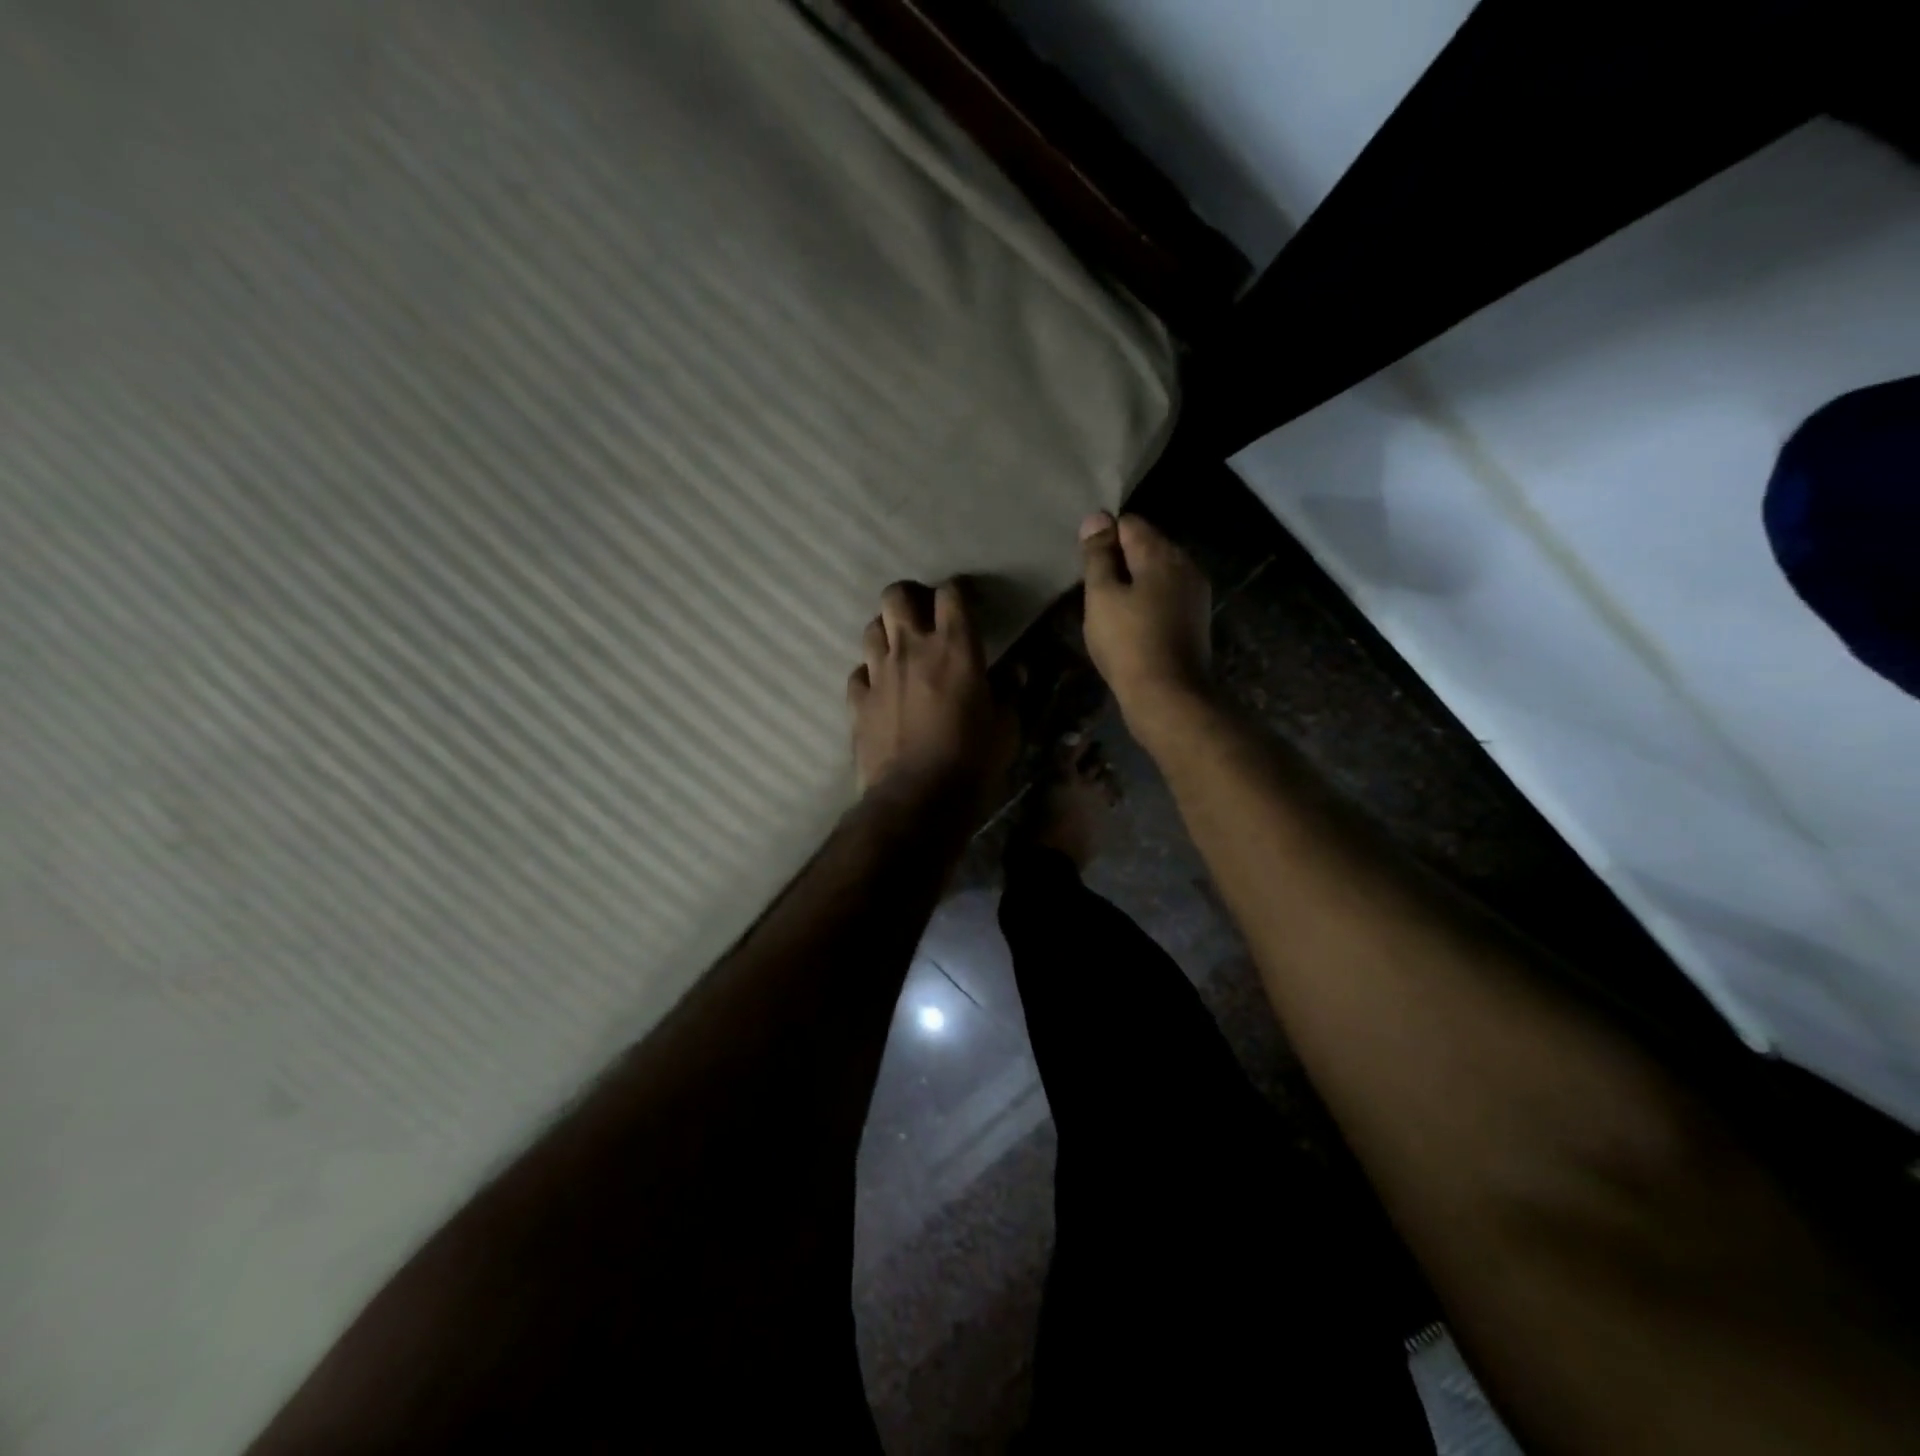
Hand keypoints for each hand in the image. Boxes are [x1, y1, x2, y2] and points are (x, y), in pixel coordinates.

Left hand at [848, 580, 1012, 812]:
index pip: (952, 594)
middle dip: (910, 597)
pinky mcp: (857, 701)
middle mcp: (912, 648)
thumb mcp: (1006, 729)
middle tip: (924, 615)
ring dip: (887, 631)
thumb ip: (1009, 693)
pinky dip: (869, 673)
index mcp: (955, 648)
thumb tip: (1016, 672)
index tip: (969, 602)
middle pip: (896, 596)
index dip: (960, 591)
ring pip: (871, 627)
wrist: (916, 800)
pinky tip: (880, 687)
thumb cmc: (972, 762)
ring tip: (900, 648)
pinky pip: (858, 672)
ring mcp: (878, 673)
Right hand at [1079, 512, 1212, 739]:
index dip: (1104, 539)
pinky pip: (1167, 597)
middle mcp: (1185, 564)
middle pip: (1147, 546)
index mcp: (1161, 553)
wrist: (1168, 696)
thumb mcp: (1101, 596)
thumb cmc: (1128, 643)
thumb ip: (1098, 556)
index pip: (1129, 523)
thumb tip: (1096, 518)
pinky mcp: (1197, 620)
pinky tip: (1133, 627)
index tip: (1087, 568)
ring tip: (1111, 611)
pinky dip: (1149, 603)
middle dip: (1120, 561)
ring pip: (1158, 574)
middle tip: (1095, 592)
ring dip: (1135, 584)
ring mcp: (1195, 593)